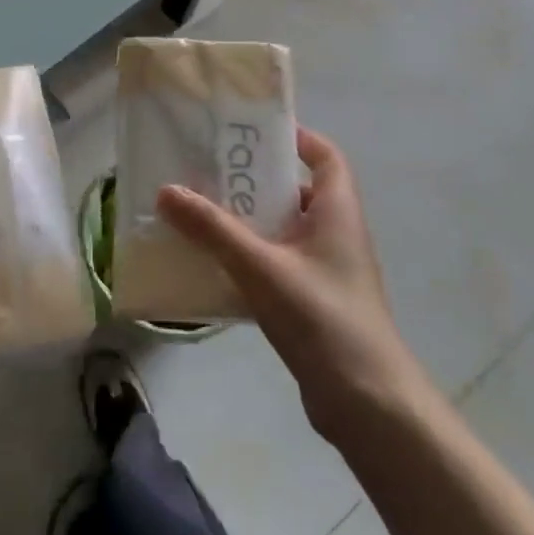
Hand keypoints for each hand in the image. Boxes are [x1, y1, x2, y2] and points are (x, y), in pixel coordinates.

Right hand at [158, 127, 427, 447]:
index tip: (252, 131)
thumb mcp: (261, 267)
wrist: (367, 403)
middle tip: (206, 170)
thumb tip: (166, 190)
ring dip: (245, 220)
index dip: (296, 138)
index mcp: (338, 212)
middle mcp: (335, 235)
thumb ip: (213, 229)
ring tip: (198, 212)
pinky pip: (275, 264)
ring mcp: (325, 271)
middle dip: (253, 180)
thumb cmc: (322, 318)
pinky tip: (210, 264)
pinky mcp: (312, 302)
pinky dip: (246, 257)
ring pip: (281, 230)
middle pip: (295, 191)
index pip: (326, 157)